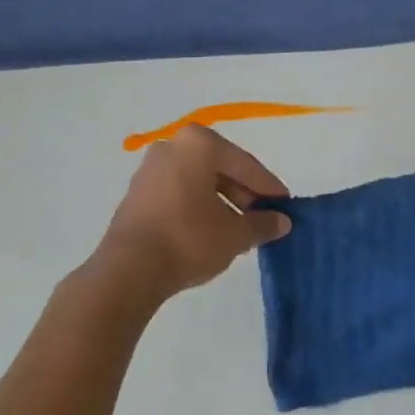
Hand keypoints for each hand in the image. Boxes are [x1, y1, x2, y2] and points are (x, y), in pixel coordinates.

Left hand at [93, 124, 291, 300]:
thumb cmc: (188, 239)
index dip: (268, 187)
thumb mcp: (234, 235)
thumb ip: (262, 224)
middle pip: (220, 168)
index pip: (245, 164)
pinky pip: (178, 191)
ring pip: (198, 180)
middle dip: (244, 193)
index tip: (286, 205)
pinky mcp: (137, 192)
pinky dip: (197, 205)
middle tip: (262, 218)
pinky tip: (209, 230)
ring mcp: (150, 168)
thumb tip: (282, 221)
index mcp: (199, 143)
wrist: (128, 270)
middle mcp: (173, 145)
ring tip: (238, 228)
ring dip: (221, 201)